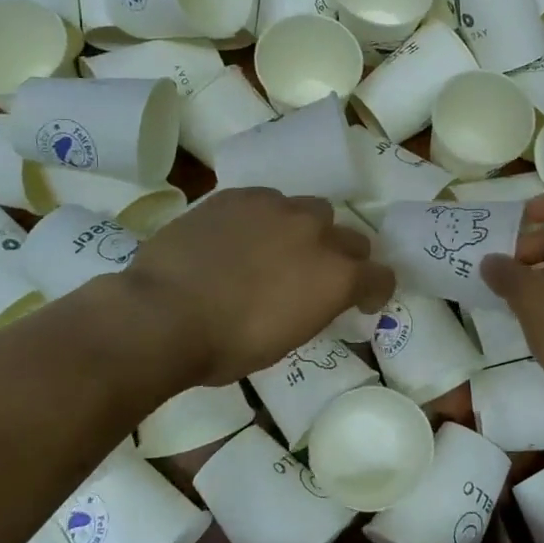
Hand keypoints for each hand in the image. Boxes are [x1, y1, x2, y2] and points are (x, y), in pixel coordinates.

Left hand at [121, 189, 394, 385]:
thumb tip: (312, 297)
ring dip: (306, 230)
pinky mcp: (240, 195)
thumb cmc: (227, 347)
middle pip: (352, 237)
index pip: (381, 276)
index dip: (375, 290)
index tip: (363, 301)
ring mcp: (278, 208)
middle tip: (317, 276)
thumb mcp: (287, 340)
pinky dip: (264, 219)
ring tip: (277, 248)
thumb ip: (314, 308)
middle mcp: (317, 233)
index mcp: (337, 277)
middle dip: (344, 257)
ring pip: (311, 210)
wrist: (162, 314)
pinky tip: (240, 236)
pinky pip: (267, 201)